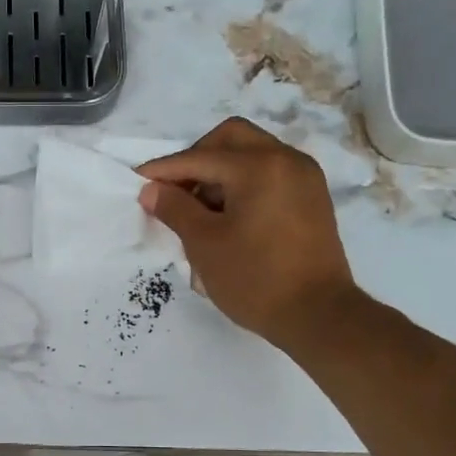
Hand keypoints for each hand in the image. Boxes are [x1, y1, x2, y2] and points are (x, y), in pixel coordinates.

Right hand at [137, 118, 362, 353]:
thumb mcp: (205, 245)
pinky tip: (228, 217)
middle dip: (196, 159)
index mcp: (259, 166)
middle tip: (175, 192)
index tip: (137, 181)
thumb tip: (151, 190)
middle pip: (230, 139)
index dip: (164, 170)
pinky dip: (243, 184)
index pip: (199, 158)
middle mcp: (286, 159)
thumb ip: (175, 209)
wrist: (318, 315)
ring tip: (199, 211)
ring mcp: (304, 177)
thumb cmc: (255, 279)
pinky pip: (270, 174)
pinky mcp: (312, 198)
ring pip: (252, 154)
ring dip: (220, 172)